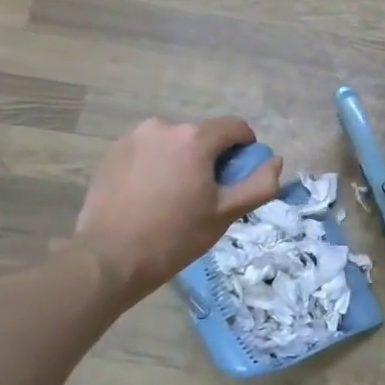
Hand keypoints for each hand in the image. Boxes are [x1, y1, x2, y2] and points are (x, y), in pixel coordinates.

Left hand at [70, 116, 282, 303]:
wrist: (109, 258)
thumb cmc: (175, 236)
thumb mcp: (226, 214)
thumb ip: (259, 184)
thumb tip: (275, 161)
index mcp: (194, 138)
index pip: (235, 127)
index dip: (245, 150)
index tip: (237, 178)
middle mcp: (163, 126)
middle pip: (202, 136)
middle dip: (210, 158)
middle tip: (204, 196)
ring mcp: (133, 137)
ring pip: (173, 143)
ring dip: (181, 161)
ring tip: (173, 198)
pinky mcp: (111, 152)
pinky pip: (147, 152)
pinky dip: (155, 166)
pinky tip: (148, 197)